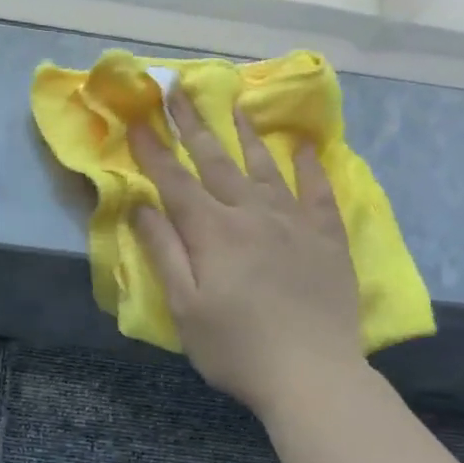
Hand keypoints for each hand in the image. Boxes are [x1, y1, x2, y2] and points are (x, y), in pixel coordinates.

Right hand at [128, 87, 363, 419]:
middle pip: (216, 162)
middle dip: (192, 125)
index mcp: (212, 232)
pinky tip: (306, 147)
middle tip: (177, 88)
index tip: (136, 119)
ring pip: (266, 167)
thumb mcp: (184, 307)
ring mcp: (294, 222)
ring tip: (234, 103)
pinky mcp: (327, 238)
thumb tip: (141, 205)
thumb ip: (164, 251)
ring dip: (246, 134)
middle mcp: (252, 214)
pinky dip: (311, 166)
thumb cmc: (236, 348)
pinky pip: (319, 191)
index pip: (175, 181)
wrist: (312, 374)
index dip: (153, 150)